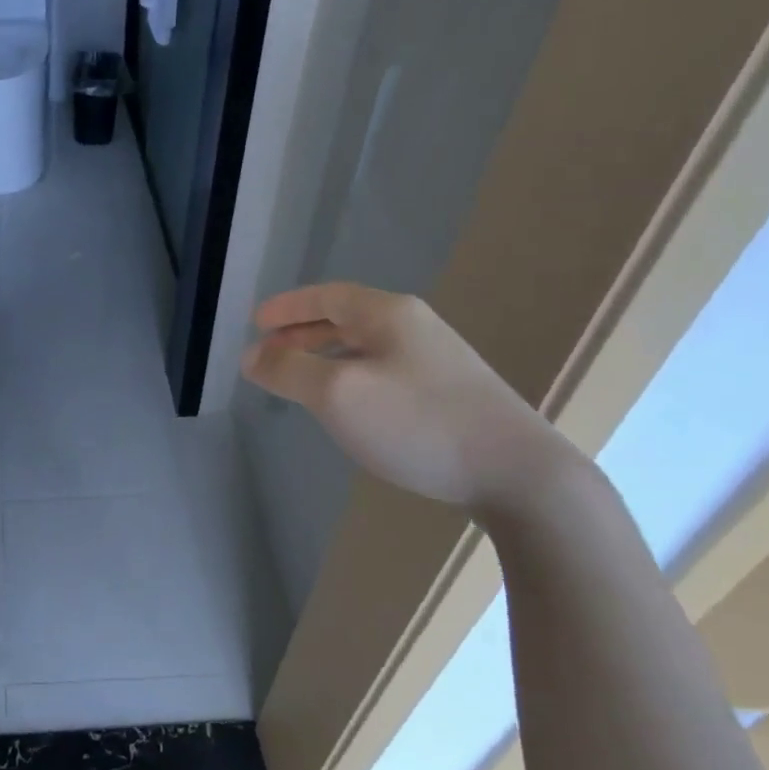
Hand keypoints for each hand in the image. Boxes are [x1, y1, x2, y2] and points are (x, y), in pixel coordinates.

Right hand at [241, 282, 575, 514]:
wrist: (517, 472)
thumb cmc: (418, 423)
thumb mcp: (338, 394)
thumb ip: (288, 370)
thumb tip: (251, 355)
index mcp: (388, 315)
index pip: (327, 296)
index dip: (288, 307)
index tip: (256, 321)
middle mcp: (414, 328)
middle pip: (346, 318)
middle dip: (302, 332)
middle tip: (268, 351)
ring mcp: (437, 361)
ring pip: (365, 347)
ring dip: (325, 356)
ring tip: (298, 378)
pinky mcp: (449, 394)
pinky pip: (383, 371)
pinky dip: (351, 376)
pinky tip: (348, 405)